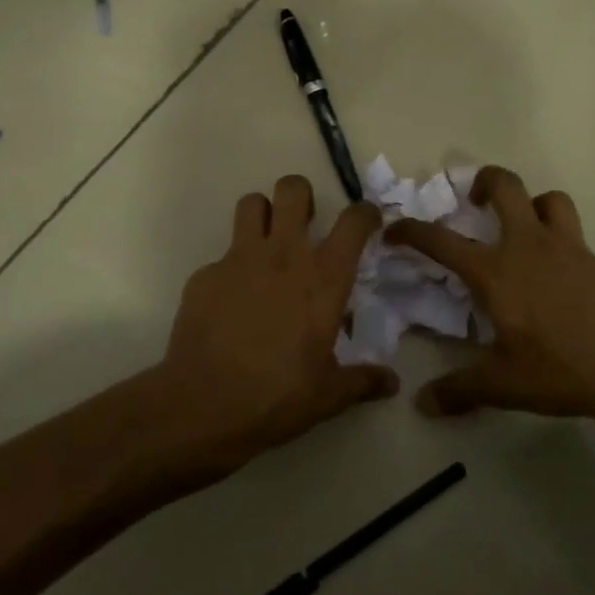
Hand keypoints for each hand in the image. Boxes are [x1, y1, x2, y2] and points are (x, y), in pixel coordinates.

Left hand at [155, 175, 396, 476]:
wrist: (203, 405)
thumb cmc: (277, 396)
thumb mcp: (328, 394)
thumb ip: (362, 380)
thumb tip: (391, 383)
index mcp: (323, 278)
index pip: (353, 221)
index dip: (365, 214)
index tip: (367, 223)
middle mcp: (283, 255)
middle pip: (293, 189)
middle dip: (302, 196)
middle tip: (304, 224)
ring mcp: (239, 259)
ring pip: (251, 203)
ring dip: (262, 215)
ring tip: (266, 243)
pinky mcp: (205, 274)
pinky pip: (222, 255)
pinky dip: (231, 269)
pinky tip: (231, 301)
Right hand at [386, 167, 594, 446]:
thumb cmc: (560, 370)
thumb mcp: (503, 384)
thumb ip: (460, 390)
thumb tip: (423, 404)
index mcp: (495, 272)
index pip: (440, 240)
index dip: (411, 230)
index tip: (395, 229)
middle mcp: (528, 246)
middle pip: (505, 186)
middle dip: (484, 181)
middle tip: (475, 199)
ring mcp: (569, 248)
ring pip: (549, 199)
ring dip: (533, 204)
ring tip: (526, 227)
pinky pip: (576, 235)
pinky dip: (563, 242)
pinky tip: (564, 276)